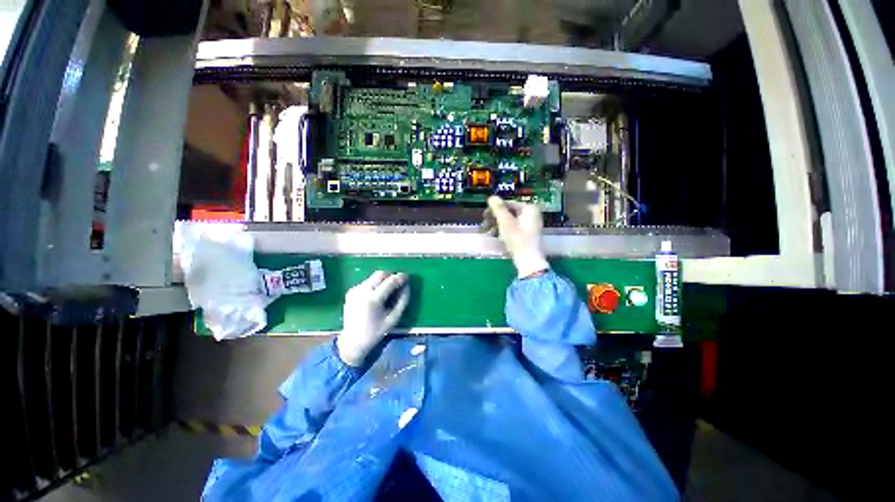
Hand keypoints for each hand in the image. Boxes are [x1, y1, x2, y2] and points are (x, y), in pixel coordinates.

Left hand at [336, 271, 409, 366]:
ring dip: (383, 280)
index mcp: (373, 299)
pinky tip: (377, 295)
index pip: (390, 281)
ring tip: (389, 290)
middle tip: (399, 281)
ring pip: (373, 277)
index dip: (400, 277)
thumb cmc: (375, 332)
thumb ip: (402, 301)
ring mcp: (355, 290)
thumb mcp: (393, 319)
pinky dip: (375, 284)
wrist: (352, 341)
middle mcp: (362, 291)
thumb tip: (407, 286)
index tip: (407, 277)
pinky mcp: (351, 291)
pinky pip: (367, 282)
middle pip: (380, 274)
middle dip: (391, 275)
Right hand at [483, 196, 549, 277]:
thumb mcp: (505, 222)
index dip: (495, 208)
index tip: (484, 215)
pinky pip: (514, 229)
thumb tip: (491, 197)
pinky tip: (496, 237)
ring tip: (488, 232)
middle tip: (484, 224)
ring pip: (510, 222)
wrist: (528, 260)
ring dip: (497, 225)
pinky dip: (504, 231)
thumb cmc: (517, 239)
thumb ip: (498, 208)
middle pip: (509, 213)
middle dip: (495, 218)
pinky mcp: (527, 236)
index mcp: (529, 209)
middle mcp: (532, 215)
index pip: (508, 204)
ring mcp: (530, 226)